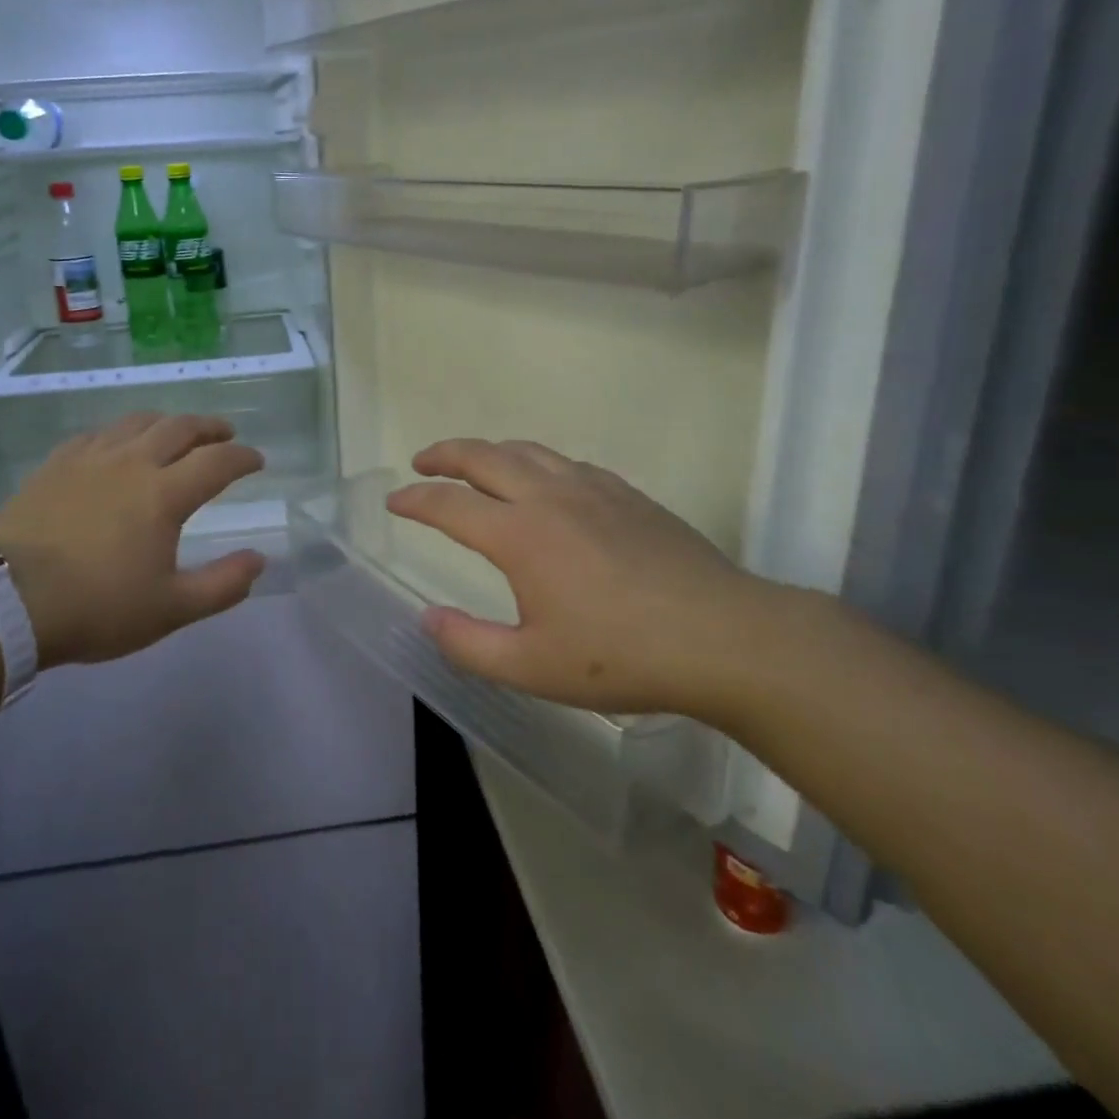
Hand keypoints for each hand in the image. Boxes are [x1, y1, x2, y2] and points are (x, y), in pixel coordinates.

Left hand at [0, 413, 266, 668]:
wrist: (6, 600)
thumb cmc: (96, 607)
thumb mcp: (171, 609)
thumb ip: (222, 585)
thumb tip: (259, 561)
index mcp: (164, 494)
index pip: (217, 462)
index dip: (243, 457)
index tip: (257, 460)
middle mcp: (132, 463)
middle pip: (180, 428)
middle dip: (210, 427)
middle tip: (225, 433)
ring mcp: (90, 459)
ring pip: (138, 422)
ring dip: (168, 422)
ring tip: (177, 431)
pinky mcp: (56, 465)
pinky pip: (98, 434)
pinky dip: (122, 432)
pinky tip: (118, 443)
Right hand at [386, 438, 799, 720]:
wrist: (724, 638)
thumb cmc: (621, 656)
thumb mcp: (531, 667)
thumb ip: (468, 644)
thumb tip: (427, 618)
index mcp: (519, 534)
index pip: (449, 504)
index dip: (415, 500)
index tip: (394, 502)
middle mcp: (549, 497)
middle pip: (484, 456)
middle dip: (445, 454)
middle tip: (422, 461)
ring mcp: (593, 489)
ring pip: (528, 451)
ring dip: (490, 451)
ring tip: (475, 464)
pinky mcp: (628, 494)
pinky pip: (567, 463)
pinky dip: (537, 463)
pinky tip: (546, 483)